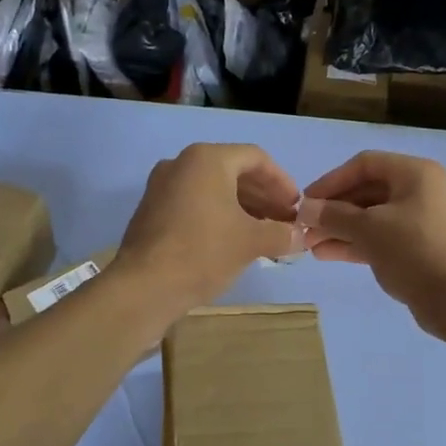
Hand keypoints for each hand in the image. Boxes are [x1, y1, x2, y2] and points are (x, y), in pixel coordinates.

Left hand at [117, 143, 298, 317]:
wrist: (143, 287)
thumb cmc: (203, 253)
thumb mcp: (251, 242)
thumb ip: (281, 234)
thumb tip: (302, 236)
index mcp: (207, 159)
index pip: (256, 158)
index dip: (282, 181)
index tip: (297, 206)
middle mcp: (182, 163)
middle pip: (234, 171)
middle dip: (264, 196)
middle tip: (284, 221)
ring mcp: (162, 186)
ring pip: (213, 188)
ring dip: (243, 207)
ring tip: (265, 233)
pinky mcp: (152, 210)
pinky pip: (195, 202)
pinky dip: (218, 214)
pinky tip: (234, 240)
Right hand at [298, 151, 445, 337]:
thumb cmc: (415, 250)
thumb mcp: (369, 229)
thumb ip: (334, 216)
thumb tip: (305, 209)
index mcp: (415, 174)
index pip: (364, 165)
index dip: (331, 181)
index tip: (306, 201)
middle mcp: (420, 191)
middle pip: (367, 192)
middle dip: (333, 210)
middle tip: (304, 228)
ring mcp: (421, 221)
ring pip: (372, 218)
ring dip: (340, 229)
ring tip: (310, 246)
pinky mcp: (419, 249)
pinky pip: (382, 238)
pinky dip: (356, 243)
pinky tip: (328, 254)